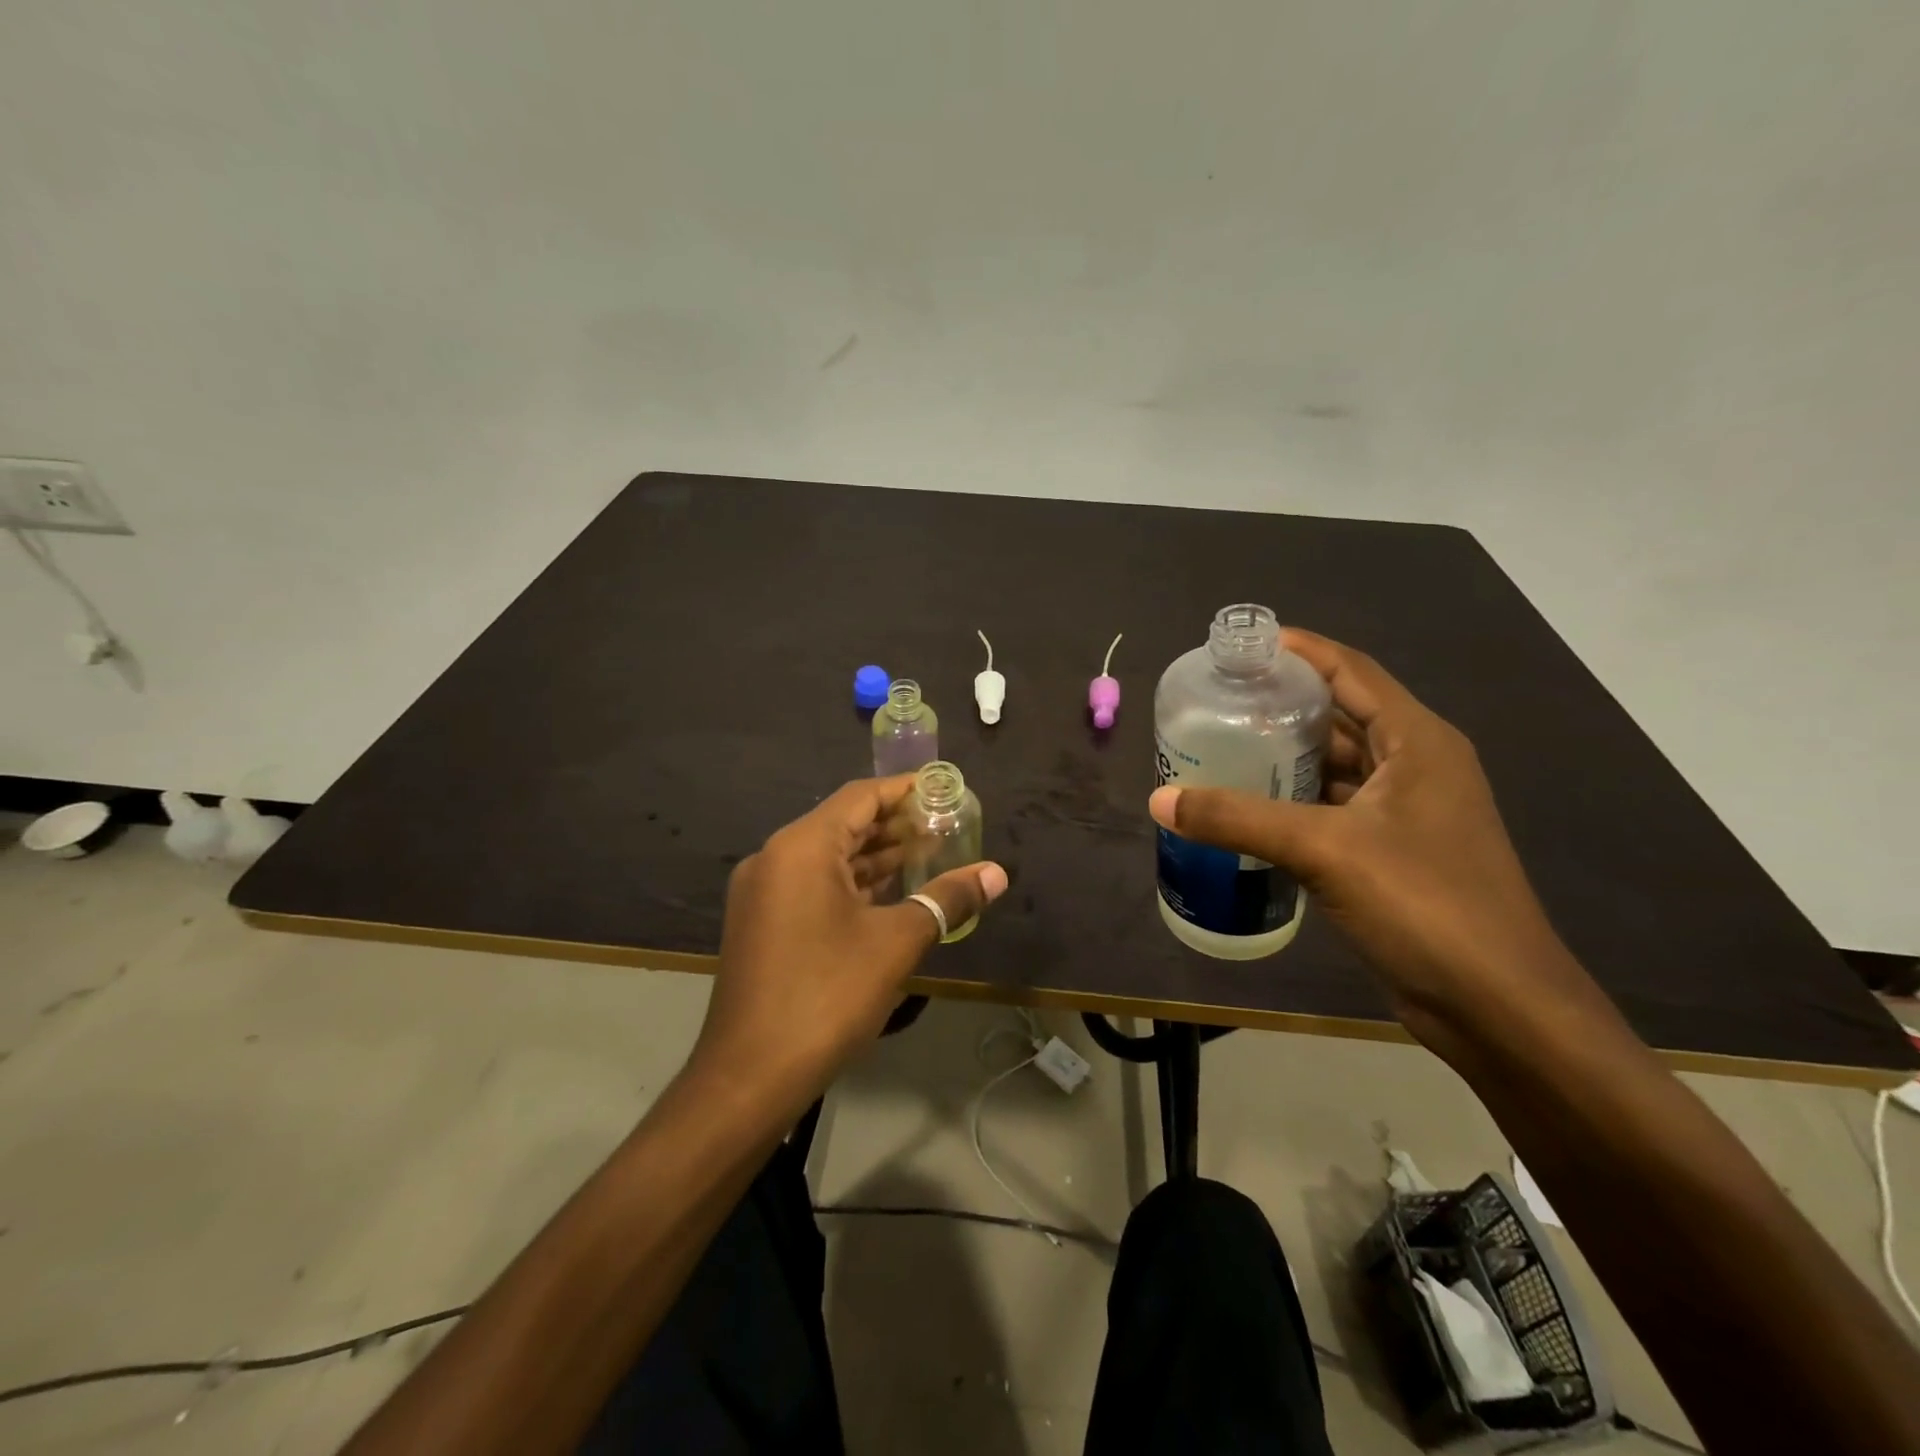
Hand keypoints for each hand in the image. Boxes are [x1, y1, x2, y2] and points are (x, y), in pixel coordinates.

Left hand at [689, 775, 1007, 1118]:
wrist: (749, 1076)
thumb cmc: (827, 995)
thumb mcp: (896, 942)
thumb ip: (947, 899)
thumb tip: (997, 873)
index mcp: (801, 847)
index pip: (860, 797)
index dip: (905, 791)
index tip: (944, 791)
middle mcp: (775, 857)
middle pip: (843, 824)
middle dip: (895, 825)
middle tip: (945, 827)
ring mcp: (763, 892)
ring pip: (828, 857)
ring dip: (875, 856)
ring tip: (928, 854)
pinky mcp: (762, 922)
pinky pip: (813, 885)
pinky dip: (852, 883)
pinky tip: (888, 893)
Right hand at [1148, 629, 1583, 1049]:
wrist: (1497, 1006)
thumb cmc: (1425, 905)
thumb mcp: (1324, 850)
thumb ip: (1238, 819)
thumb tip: (1159, 799)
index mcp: (1417, 742)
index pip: (1352, 671)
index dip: (1300, 650)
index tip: (1242, 646)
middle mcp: (1417, 766)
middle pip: (1342, 716)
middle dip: (1283, 705)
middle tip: (1219, 701)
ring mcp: (1409, 813)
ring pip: (1338, 766)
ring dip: (1286, 757)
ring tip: (1222, 747)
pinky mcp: (1395, 853)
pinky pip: (1335, 808)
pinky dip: (1295, 802)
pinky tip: (1250, 808)